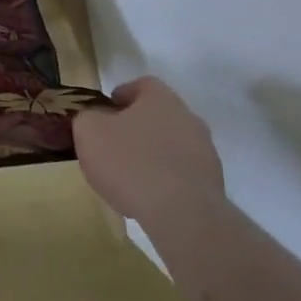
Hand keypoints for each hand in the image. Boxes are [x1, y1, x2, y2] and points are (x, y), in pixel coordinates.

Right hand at [73, 77, 225, 232]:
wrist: (183, 215)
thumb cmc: (131, 163)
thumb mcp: (89, 133)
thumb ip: (87, 118)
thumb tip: (93, 119)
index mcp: (161, 98)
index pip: (141, 85)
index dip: (121, 96)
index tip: (106, 113)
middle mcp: (188, 117)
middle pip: (159, 116)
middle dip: (138, 128)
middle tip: (115, 145)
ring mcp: (206, 152)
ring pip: (173, 146)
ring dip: (154, 155)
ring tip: (131, 178)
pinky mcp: (213, 184)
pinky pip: (183, 174)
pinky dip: (167, 181)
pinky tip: (151, 199)